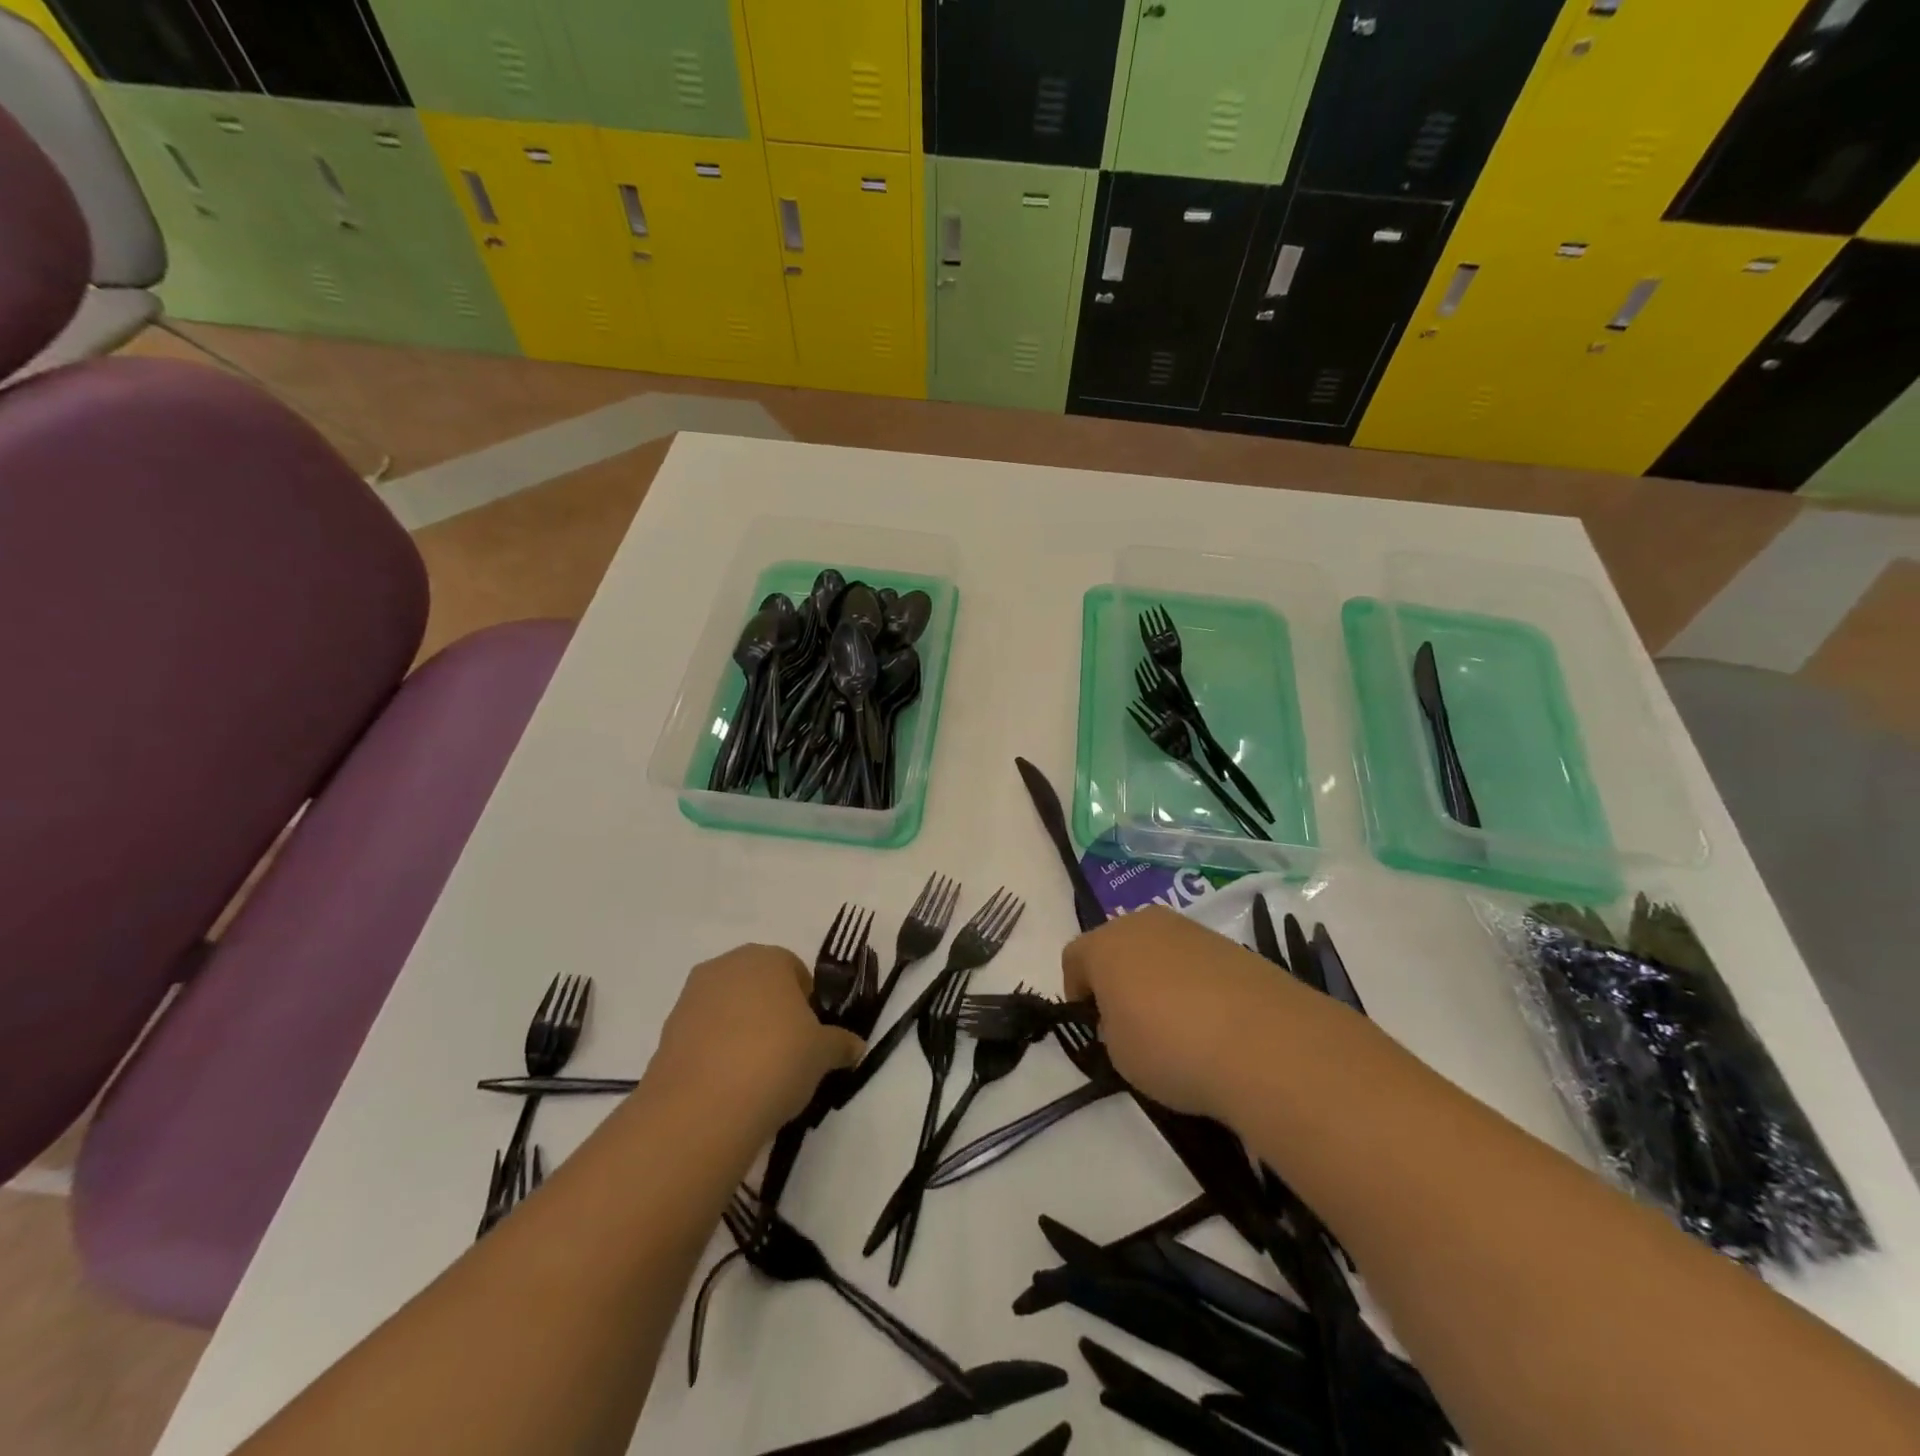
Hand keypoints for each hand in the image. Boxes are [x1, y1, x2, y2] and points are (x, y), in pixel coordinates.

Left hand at [645, 945, 862, 1143]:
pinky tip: (728, 1087)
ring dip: (742, 1033)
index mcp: (767, 958)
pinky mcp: (667, 1032)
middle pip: (759, 987)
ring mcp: (691, 998)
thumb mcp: (823, 1054)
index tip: (812, 1038)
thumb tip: (855, 1046)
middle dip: (773, 1014)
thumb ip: (841, 1043)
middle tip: (787, 1055)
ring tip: (756, 1077)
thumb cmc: (776, 1061)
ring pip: (729, 1010)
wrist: (702, 1108)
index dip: (808, 1005)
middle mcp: (726, 966)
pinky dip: (717, 1054)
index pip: (796, 971)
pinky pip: (704, 1037)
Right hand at [1063, 907, 1301, 1121]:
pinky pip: (1195, 961)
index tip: (1092, 1025)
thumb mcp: (1118, 1054)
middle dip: (1118, 978)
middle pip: (1117, 945)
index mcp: (1105, 943)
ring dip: (1158, 979)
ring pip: (1159, 950)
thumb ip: (1111, 1029)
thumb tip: (1127, 1018)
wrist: (1264, 1043)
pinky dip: (1194, 984)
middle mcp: (1144, 923)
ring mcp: (1190, 930)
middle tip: (1130, 1022)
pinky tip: (1211, 1022)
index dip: (1076, 992)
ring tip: (1177, 1025)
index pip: (1074, 957)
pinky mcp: (1231, 945)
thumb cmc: (1170, 1047)